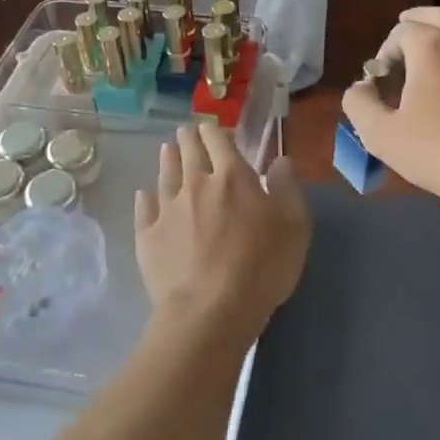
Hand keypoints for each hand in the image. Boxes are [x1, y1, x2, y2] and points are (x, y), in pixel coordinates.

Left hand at [134, 122, 310, 348]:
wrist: (209, 312)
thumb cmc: (261, 267)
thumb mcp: (295, 226)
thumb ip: (287, 188)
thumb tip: (279, 160)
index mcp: (232, 177)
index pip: (219, 141)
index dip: (215, 131)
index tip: (212, 127)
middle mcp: (196, 184)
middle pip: (189, 152)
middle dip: (189, 139)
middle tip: (186, 132)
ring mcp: (168, 210)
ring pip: (166, 175)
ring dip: (167, 159)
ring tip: (166, 150)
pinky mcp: (148, 237)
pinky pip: (145, 209)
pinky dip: (145, 198)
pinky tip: (144, 194)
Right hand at [341, 7, 439, 211]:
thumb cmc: (436, 152)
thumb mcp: (380, 134)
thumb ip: (358, 102)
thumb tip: (362, 86)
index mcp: (429, 47)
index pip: (399, 33)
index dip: (385, 54)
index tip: (382, 84)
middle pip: (435, 16)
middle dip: (415, 24)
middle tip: (402, 41)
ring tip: (438, 45)